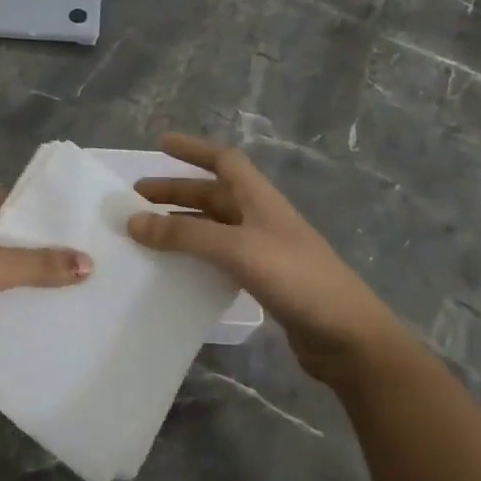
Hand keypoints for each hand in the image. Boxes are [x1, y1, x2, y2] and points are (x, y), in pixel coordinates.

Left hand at [0, 190, 91, 385]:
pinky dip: (7, 309)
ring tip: (70, 290)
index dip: (32, 209)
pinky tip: (39, 318)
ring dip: (22, 283)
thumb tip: (88, 262)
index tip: (70, 222)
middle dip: (34, 250)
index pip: (0, 202)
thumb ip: (36, 264)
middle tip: (80, 259)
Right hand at [126, 133, 410, 386]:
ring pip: (214, 228)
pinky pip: (220, 258)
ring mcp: (264, 251)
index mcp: (260, 200)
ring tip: (147, 234)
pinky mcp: (264, 281)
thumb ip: (185, 236)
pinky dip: (196, 256)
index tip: (161, 143)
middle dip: (176, 192)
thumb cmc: (296, 279)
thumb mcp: (236, 250)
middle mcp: (261, 219)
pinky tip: (176, 270)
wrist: (347, 336)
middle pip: (214, 195)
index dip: (194, 150)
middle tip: (136, 199)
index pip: (225, 161)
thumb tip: (133, 222)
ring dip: (182, 225)